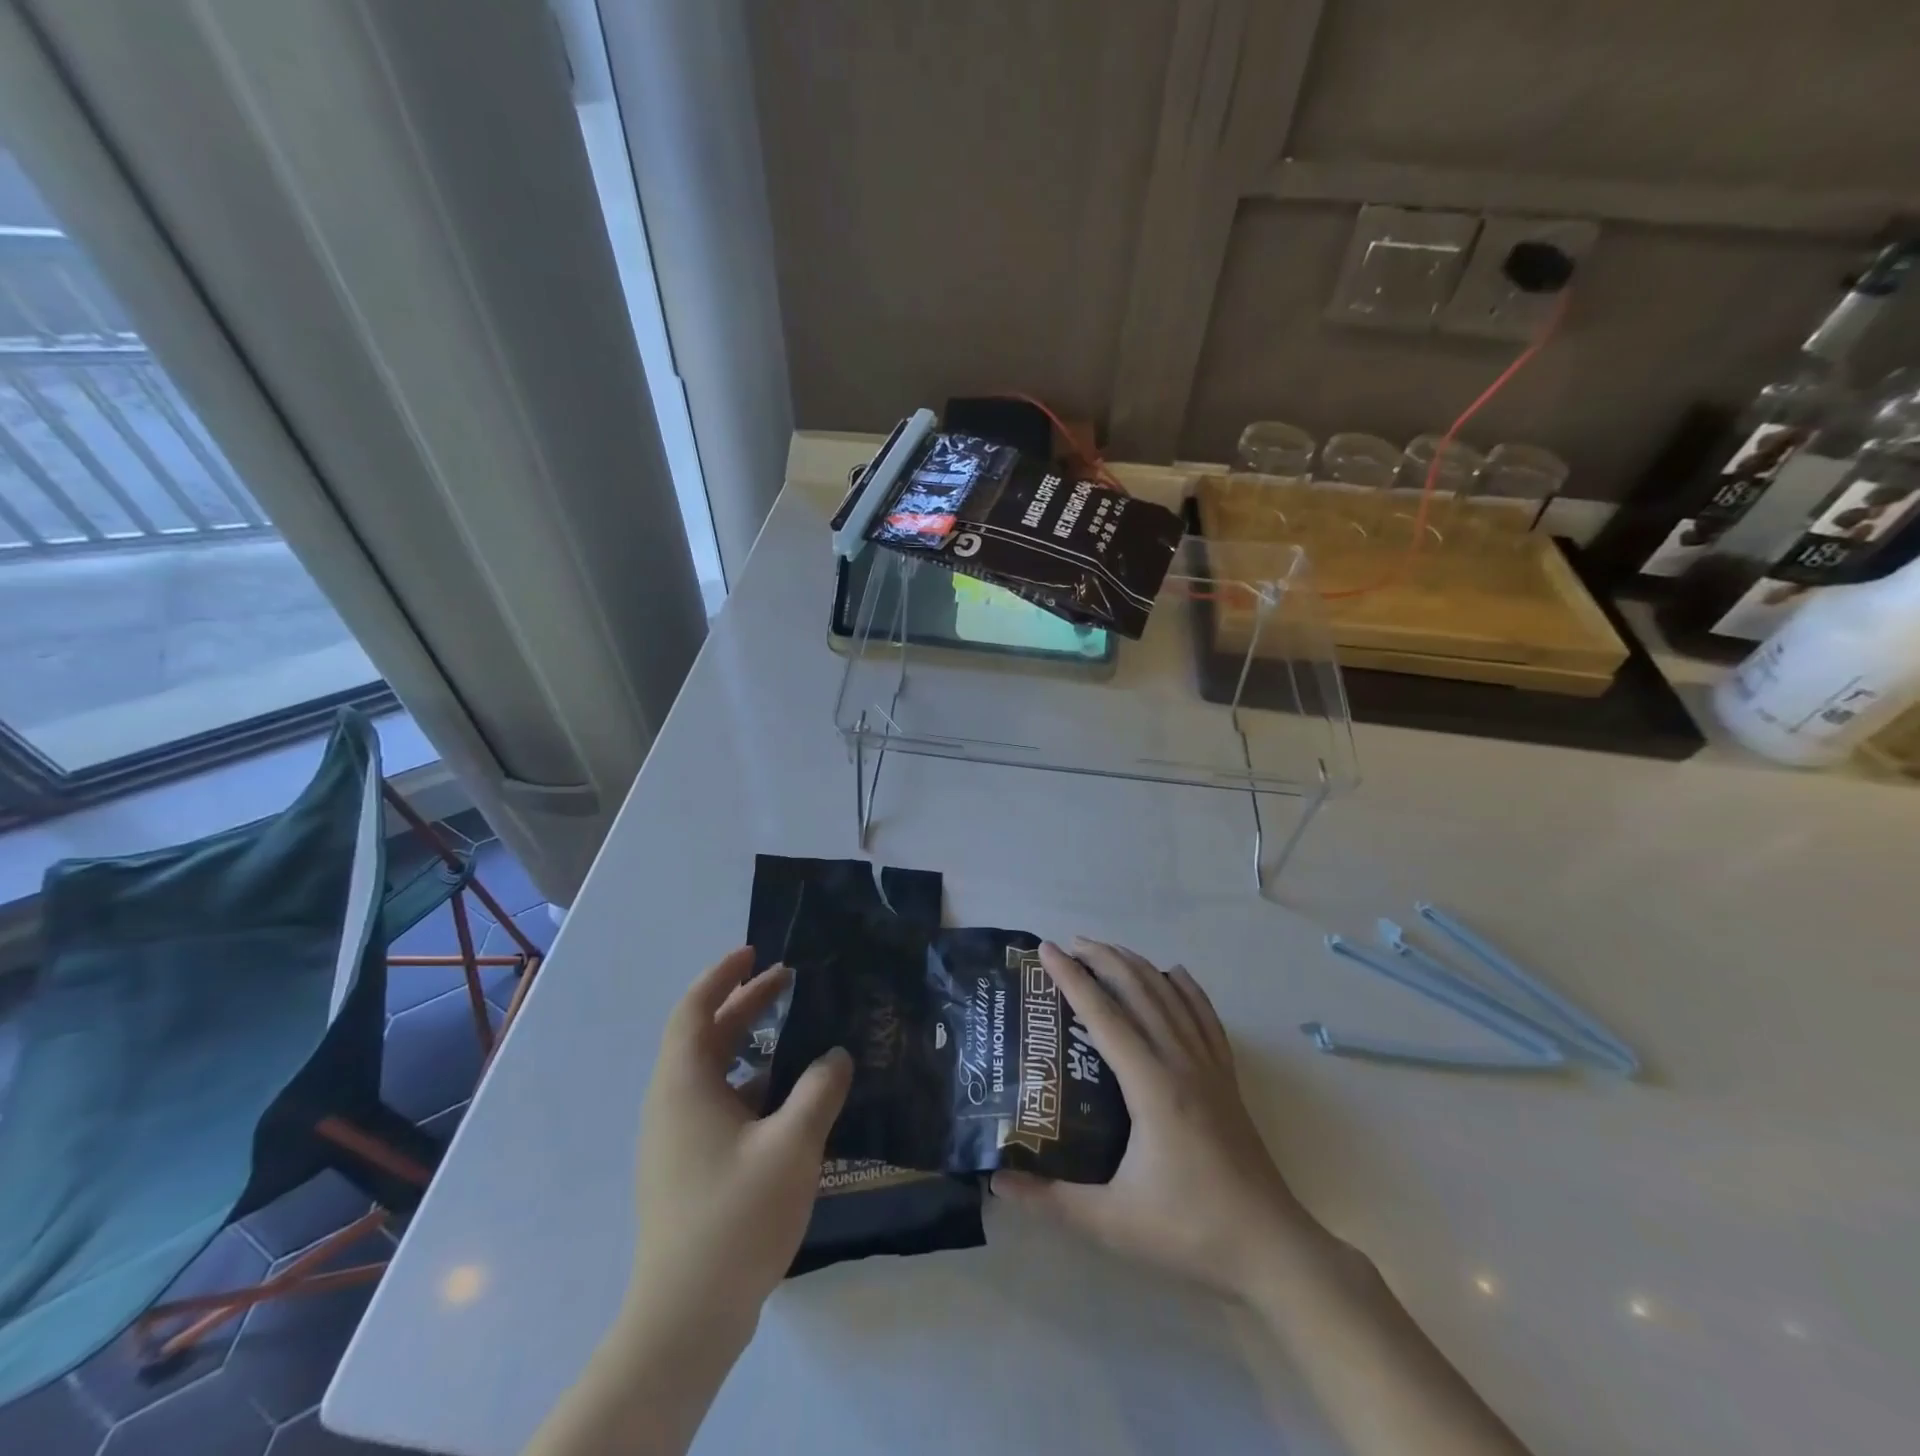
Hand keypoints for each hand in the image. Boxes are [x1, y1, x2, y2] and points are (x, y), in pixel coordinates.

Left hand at [630, 948, 850, 1330]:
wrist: (686, 1319)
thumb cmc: (735, 1217)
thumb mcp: (792, 1145)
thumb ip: (819, 1090)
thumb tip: (836, 1055)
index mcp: (685, 1085)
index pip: (694, 1009)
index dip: (722, 975)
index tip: (756, 952)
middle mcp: (673, 1103)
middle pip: (707, 1035)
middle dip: (746, 1004)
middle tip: (790, 981)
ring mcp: (678, 1139)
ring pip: (715, 1072)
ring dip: (753, 1045)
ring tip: (801, 1034)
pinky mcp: (690, 1168)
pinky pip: (721, 1104)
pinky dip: (754, 1085)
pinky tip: (793, 1098)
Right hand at [993, 939, 1318, 1297]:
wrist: (1273, 1249)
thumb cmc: (1190, 1231)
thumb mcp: (1112, 1223)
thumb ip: (1051, 1200)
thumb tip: (997, 1182)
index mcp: (1151, 1086)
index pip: (1104, 1015)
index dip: (1072, 979)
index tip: (1047, 950)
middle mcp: (1181, 1062)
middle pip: (1139, 991)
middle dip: (1103, 959)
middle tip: (1070, 944)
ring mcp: (1209, 1067)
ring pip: (1171, 996)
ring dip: (1137, 966)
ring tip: (1108, 951)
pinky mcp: (1227, 1078)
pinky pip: (1205, 1017)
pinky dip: (1187, 989)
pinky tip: (1175, 974)